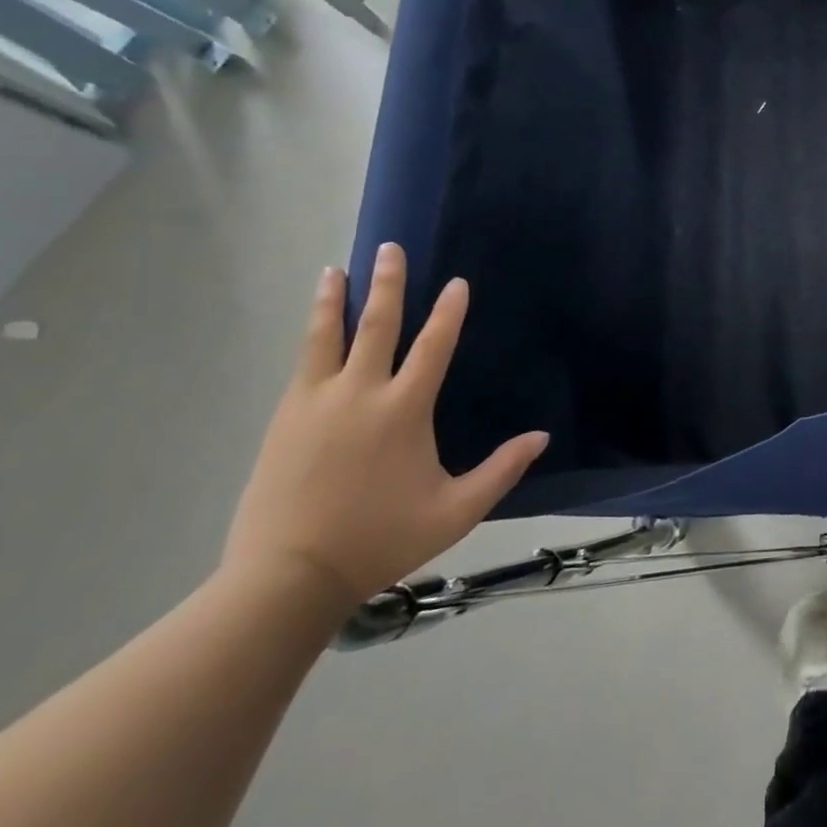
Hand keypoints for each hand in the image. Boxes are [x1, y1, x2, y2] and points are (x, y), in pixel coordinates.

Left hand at [222, 244, 548, 608]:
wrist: (286, 578)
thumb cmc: (379, 540)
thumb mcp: (455, 512)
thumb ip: (501, 471)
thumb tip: (542, 437)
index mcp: (403, 410)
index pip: (433, 347)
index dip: (448, 312)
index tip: (456, 282)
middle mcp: (359, 394)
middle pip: (376, 326)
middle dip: (386, 284)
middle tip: (389, 248)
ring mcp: (315, 404)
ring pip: (325, 338)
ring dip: (333, 301)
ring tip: (335, 270)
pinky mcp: (284, 421)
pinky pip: (302, 365)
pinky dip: (311, 336)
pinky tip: (314, 329)